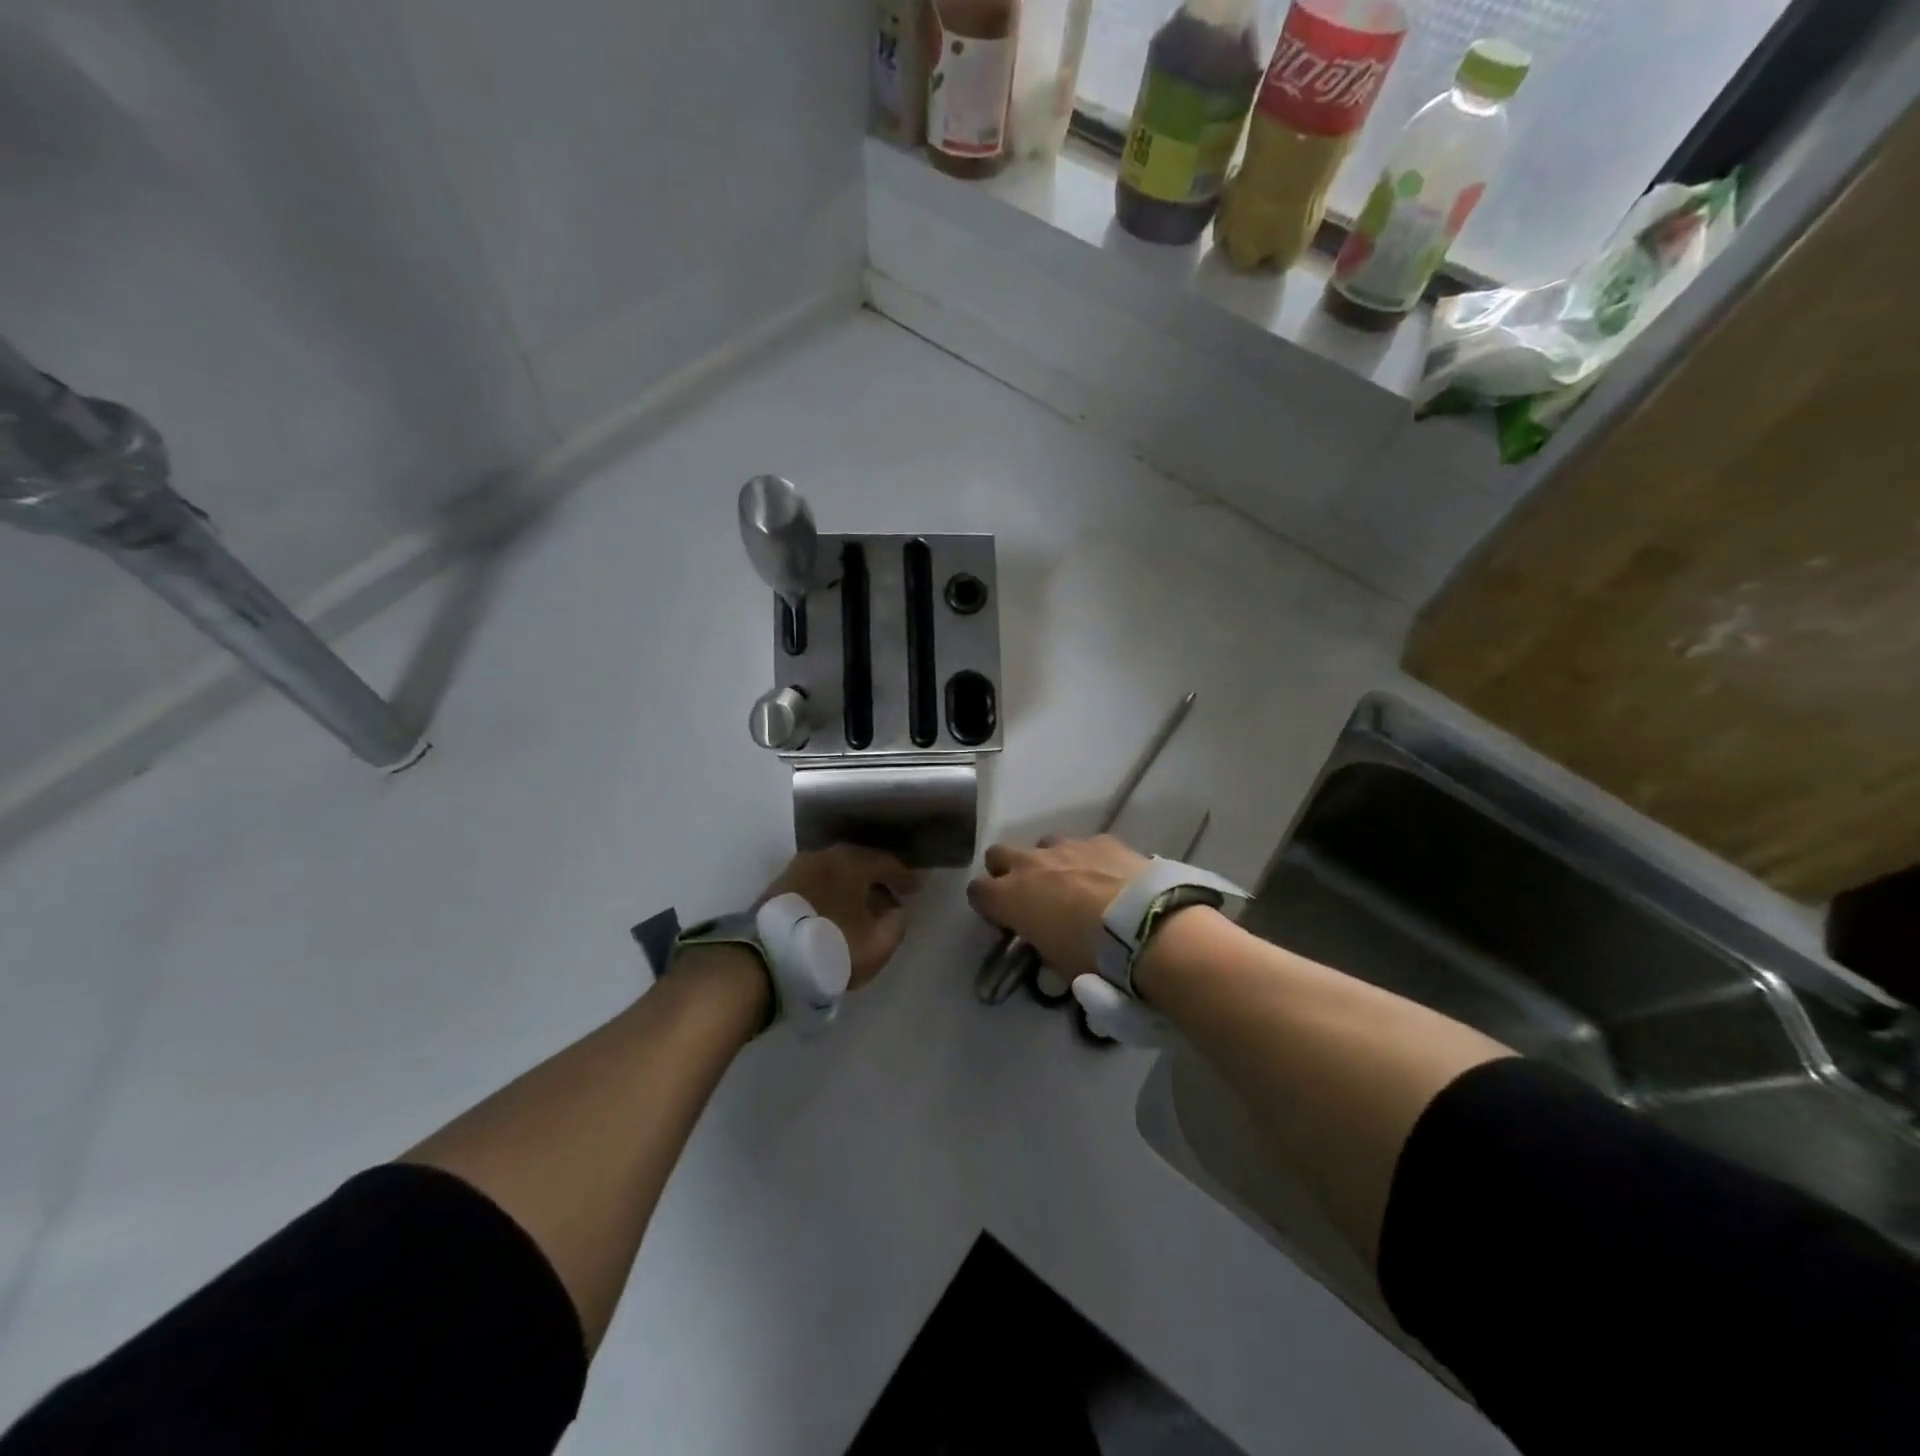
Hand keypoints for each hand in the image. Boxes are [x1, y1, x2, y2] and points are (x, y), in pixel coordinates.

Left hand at [760, 845, 920, 988]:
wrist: (767, 959)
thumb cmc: (831, 945)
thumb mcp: (876, 944)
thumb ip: (896, 925)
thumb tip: (897, 911)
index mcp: (851, 862)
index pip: (886, 863)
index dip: (904, 876)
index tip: (917, 888)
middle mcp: (824, 856)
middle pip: (859, 863)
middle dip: (876, 880)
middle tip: (891, 897)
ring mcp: (797, 869)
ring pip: (835, 873)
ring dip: (851, 888)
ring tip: (862, 908)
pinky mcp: (778, 888)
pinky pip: (816, 884)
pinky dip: (831, 894)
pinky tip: (835, 912)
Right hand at [965, 834, 1148, 980]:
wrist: (1148, 926)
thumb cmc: (1094, 957)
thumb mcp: (1059, 965)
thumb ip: (1043, 949)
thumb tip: (1048, 948)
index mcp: (1010, 896)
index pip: (976, 892)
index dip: (988, 906)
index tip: (1004, 920)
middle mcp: (1030, 863)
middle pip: (999, 854)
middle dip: (1008, 871)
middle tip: (1030, 896)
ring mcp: (1066, 846)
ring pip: (1042, 845)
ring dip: (1049, 862)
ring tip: (1074, 885)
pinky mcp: (1101, 840)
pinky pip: (1083, 845)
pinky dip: (1089, 859)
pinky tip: (1109, 878)